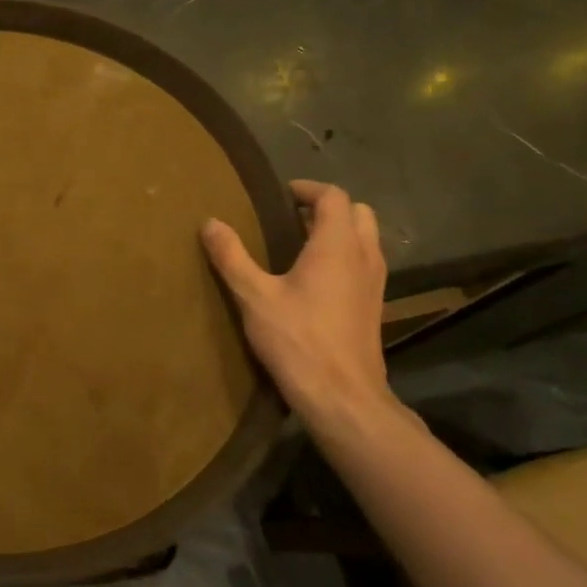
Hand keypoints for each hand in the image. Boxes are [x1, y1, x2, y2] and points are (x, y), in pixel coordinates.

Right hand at [202, 180, 392, 430]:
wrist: (342, 396)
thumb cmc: (298, 340)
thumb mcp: (254, 297)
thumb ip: (232, 256)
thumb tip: (210, 223)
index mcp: (336, 245)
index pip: (333, 197)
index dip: (307, 189)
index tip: (280, 195)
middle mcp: (363, 256)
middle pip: (358, 213)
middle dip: (328, 208)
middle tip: (292, 218)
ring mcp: (375, 282)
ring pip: (366, 239)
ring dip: (339, 232)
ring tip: (301, 246)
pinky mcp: (374, 306)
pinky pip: (365, 264)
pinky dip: (345, 257)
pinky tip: (316, 280)